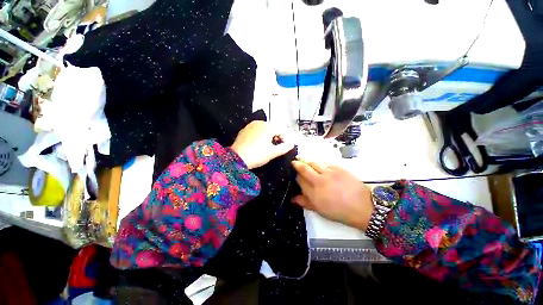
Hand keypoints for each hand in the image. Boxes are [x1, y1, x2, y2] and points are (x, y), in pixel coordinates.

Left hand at [231, 121, 293, 168]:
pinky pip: (256, 131)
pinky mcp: (244, 130)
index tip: (285, 147)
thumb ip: (285, 147)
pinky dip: (260, 136)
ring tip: (267, 147)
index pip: (282, 131)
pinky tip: (258, 145)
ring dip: (268, 137)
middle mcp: (259, 123)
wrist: (237, 159)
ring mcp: (251, 125)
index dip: (285, 139)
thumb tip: (291, 144)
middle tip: (276, 148)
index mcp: (268, 126)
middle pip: (273, 129)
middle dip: (276, 137)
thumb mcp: (273, 152)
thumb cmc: (257, 155)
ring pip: (264, 129)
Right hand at [291, 160, 373, 230]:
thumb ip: (305, 203)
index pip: (300, 180)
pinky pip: (325, 162)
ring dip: (307, 160)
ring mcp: (329, 173)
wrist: (363, 207)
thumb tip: (293, 198)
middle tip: (294, 162)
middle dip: (297, 164)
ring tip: (304, 159)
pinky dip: (320, 162)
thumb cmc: (340, 211)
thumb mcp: (320, 210)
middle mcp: (319, 181)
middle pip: (304, 168)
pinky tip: (320, 164)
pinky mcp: (338, 168)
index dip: (296, 177)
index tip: (296, 176)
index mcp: (314, 193)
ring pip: (314, 162)